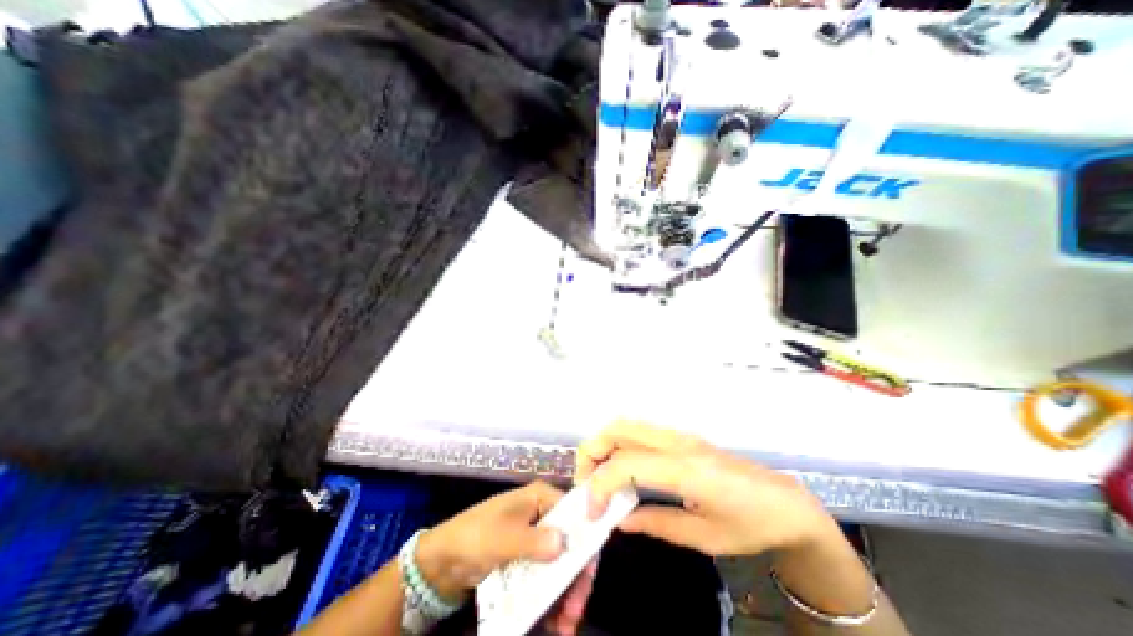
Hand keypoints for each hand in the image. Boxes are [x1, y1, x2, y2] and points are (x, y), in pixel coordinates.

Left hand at [419, 481, 600, 634]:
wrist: (440, 561)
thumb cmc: (474, 538)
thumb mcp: (502, 540)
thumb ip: (534, 542)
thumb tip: (564, 545)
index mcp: (540, 497)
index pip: (574, 515)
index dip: (585, 542)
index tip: (586, 579)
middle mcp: (543, 512)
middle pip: (570, 542)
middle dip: (574, 578)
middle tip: (574, 613)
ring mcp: (535, 535)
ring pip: (561, 562)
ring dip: (565, 594)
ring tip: (565, 626)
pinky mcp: (527, 556)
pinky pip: (547, 575)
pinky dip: (551, 597)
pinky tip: (553, 620)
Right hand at [577, 423, 838, 556]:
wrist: (784, 502)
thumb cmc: (750, 525)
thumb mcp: (703, 537)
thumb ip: (656, 524)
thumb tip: (617, 520)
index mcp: (686, 469)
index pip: (626, 464)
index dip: (600, 485)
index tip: (591, 512)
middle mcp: (677, 442)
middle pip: (619, 428)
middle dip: (592, 451)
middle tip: (587, 485)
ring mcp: (678, 434)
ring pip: (626, 425)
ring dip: (604, 445)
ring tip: (599, 478)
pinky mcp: (679, 436)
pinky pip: (639, 432)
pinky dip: (619, 445)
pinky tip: (622, 471)